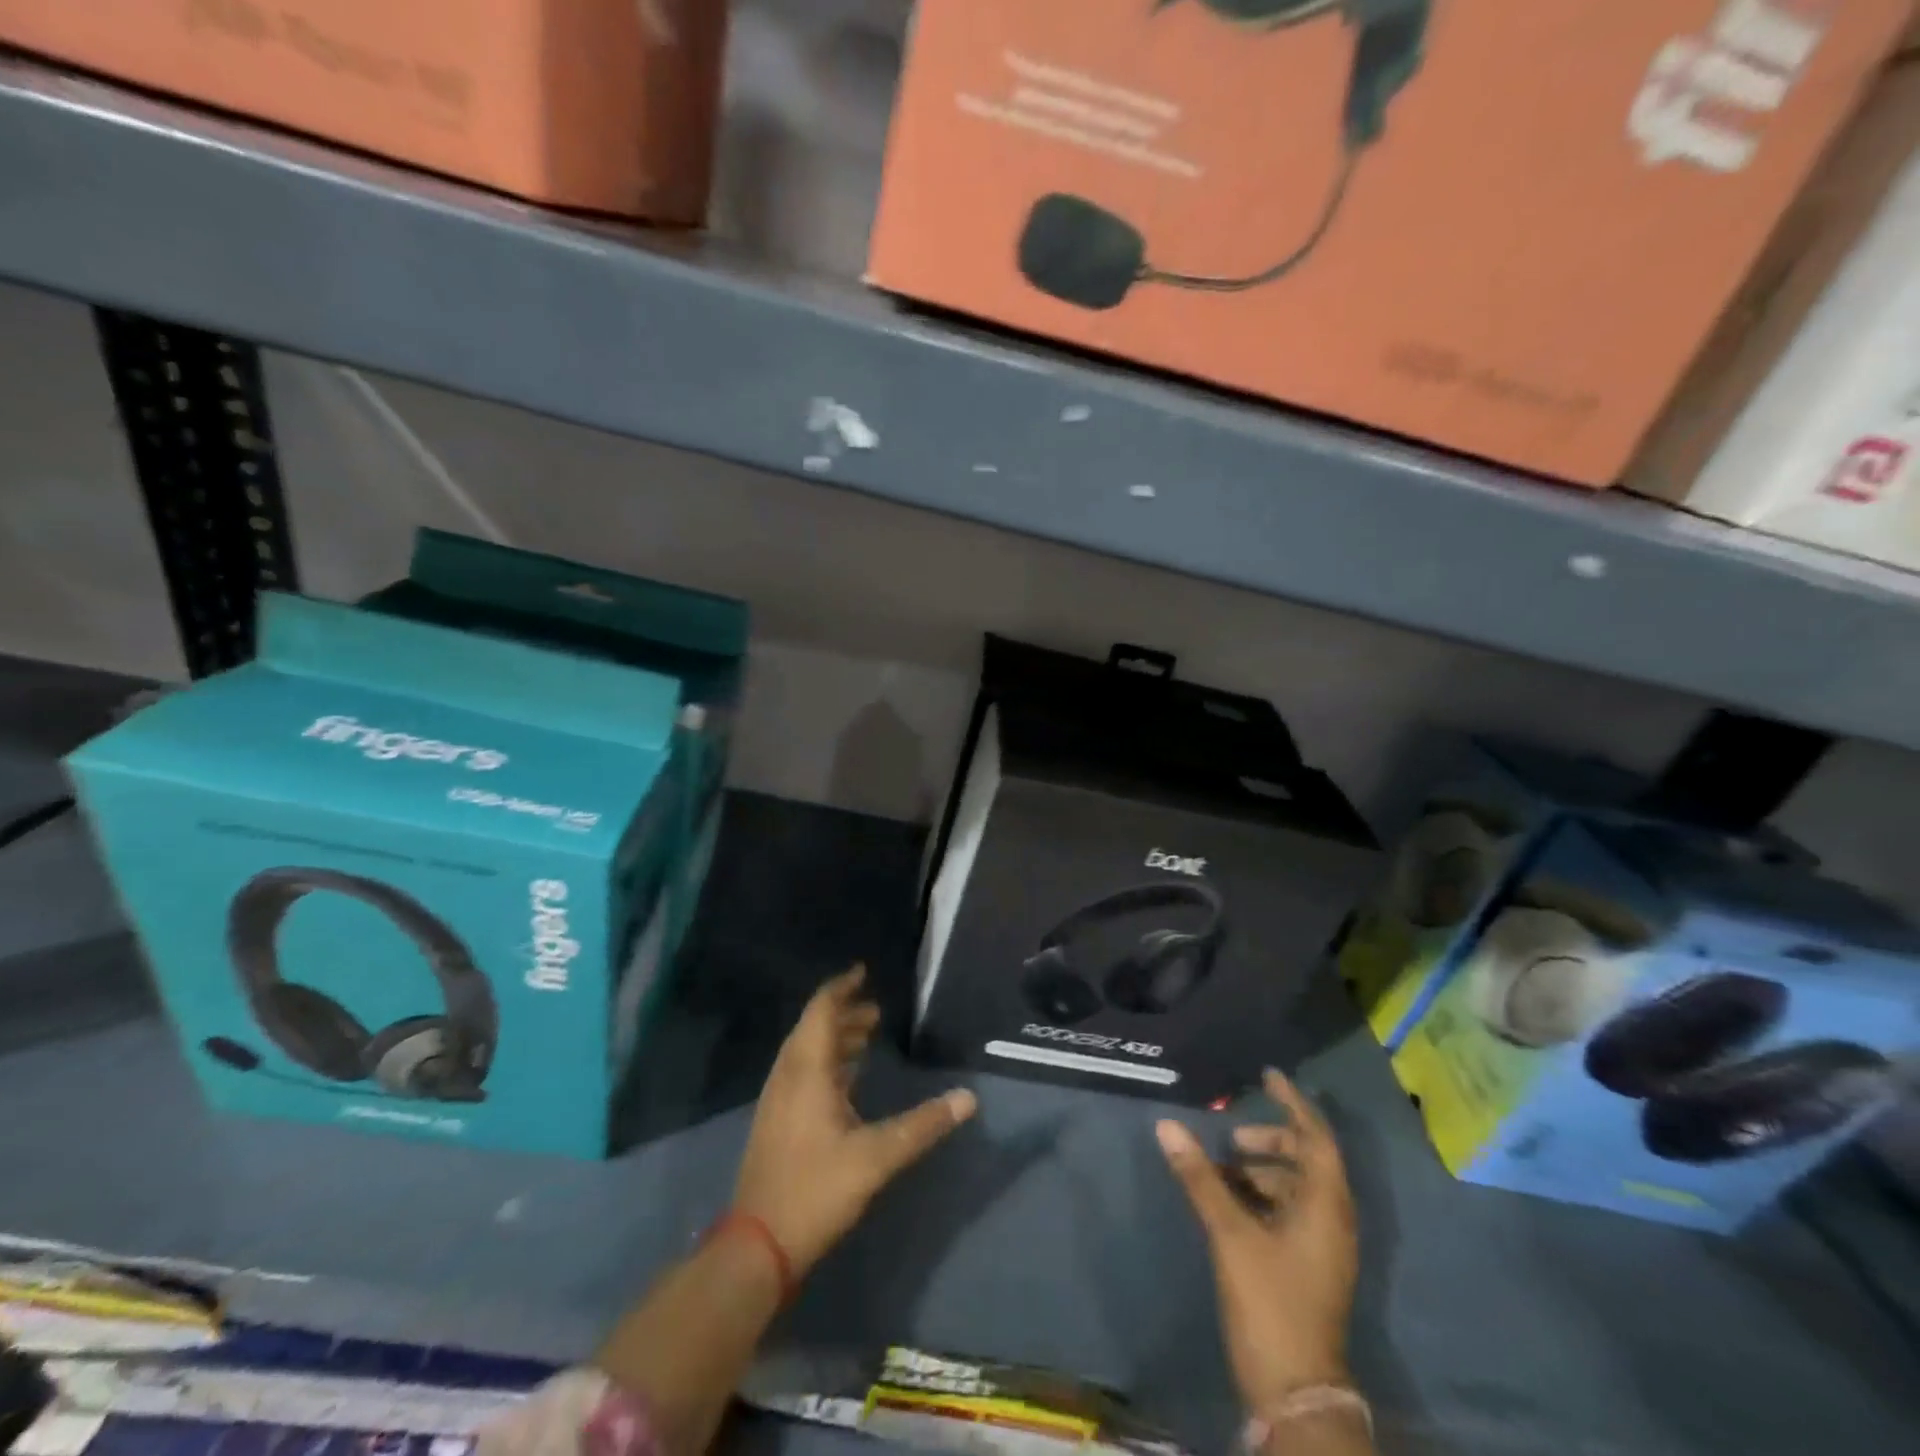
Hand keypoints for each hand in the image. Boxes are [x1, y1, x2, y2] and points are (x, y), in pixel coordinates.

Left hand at [733, 965, 976, 1274]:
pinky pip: (802, 1073)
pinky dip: (826, 1062)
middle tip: (876, 1011)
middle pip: (813, 1028)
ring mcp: (777, 1099)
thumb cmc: (815, 1190)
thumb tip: (969, 1097)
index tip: (863, 971)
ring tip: (866, 1037)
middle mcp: (788, 1076)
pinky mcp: (776, 1121)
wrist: (756, 1246)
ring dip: (835, 1038)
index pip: (822, 1010)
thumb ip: (923, 1125)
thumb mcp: (876, 1158)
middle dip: (844, 1013)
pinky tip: (846, 1081)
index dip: (842, 988)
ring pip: (806, 1052)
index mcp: (807, 1071)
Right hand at [1156, 1068, 1358, 1413]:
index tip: (1267, 1075)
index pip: (1316, 1137)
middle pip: (1308, 1160)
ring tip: (1223, 1168)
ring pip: (1297, 1188)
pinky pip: (1290, 1211)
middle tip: (1232, 1138)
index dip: (1293, 1103)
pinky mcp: (1310, 1266)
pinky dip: (1263, 1196)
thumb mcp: (1230, 1233)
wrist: (1295, 1391)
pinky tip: (1230, 1200)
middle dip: (1271, 1140)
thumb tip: (1167, 1125)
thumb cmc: (1270, 1301)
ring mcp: (1324, 1246)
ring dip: (1264, 1170)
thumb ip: (1200, 1177)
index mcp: (1326, 1206)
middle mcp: (1333, 1219)